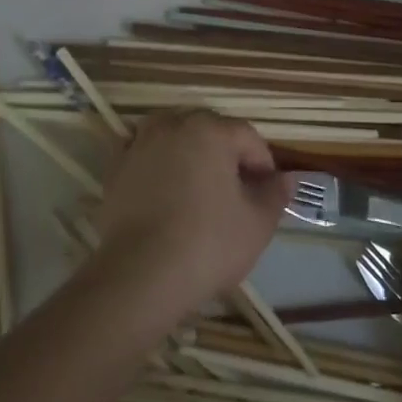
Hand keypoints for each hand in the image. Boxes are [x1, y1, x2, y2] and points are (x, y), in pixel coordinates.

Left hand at [90, 111, 290, 316]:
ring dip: (190, 152)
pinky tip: (164, 193)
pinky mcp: (116, 168)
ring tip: (199, 187)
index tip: (268, 193)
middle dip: (227, 154)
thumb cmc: (208, 244)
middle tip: (236, 192)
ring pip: (174, 135)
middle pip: (210, 130)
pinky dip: (158, 164)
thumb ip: (275, 195)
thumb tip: (286, 179)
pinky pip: (145, 155)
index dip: (263, 164)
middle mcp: (174, 125)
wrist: (140, 276)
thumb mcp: (257, 224)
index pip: (247, 137)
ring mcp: (140, 144)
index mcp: (211, 130)